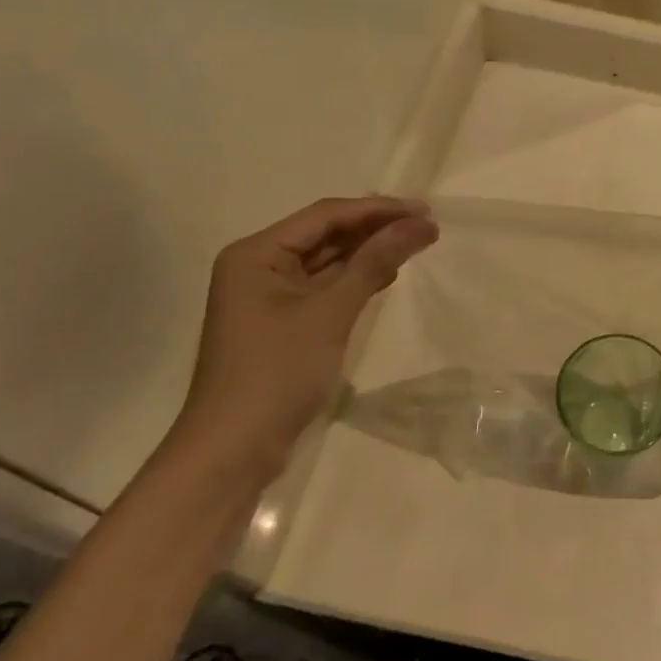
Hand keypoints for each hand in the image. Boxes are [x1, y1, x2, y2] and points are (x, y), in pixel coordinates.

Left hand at [172, 197, 437, 479]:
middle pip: (325, 234)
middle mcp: (258, 266)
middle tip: (426, 226)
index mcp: (256, 253)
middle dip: (375, 228)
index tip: (424, 210)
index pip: (325, 216)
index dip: (377, 209)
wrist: (234, 451)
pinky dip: (355, 279)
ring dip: (368, 253)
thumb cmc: (277, 373)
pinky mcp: (282, 322)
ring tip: (416, 244)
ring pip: (327, 261)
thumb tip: (421, 224)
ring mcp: (269, 296)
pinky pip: (324, 287)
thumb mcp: (330, 312)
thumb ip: (375, 262)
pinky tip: (387, 276)